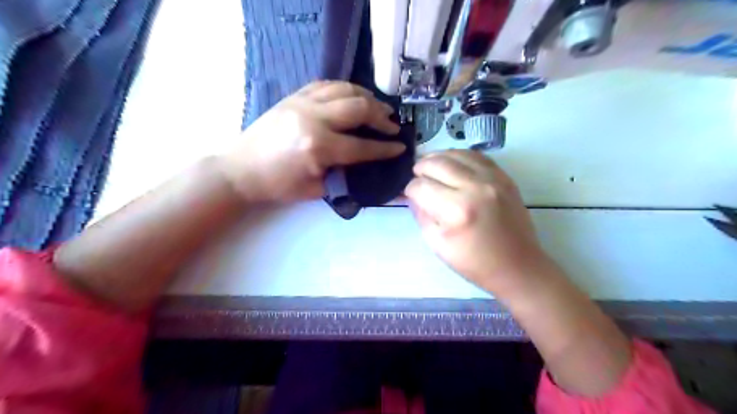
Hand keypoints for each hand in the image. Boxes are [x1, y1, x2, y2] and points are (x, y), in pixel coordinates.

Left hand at [218, 81, 401, 202]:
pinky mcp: (293, 97)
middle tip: (392, 125)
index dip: (384, 148)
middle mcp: (313, 118)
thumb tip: (364, 163)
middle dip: (381, 117)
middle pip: (358, 108)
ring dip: (367, 97)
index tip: (401, 147)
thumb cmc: (278, 186)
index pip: (362, 146)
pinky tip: (353, 96)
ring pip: (345, 89)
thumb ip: (343, 175)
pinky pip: (326, 84)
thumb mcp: (315, 190)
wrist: (240, 170)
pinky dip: (345, 89)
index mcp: (319, 147)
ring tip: (379, 107)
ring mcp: (302, 103)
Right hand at [406, 150, 549, 291]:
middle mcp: (475, 188)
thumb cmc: (474, 262)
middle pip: (437, 164)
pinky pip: (476, 156)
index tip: (411, 195)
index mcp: (456, 210)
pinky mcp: (504, 177)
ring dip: (437, 158)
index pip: (421, 187)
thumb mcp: (437, 244)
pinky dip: (459, 156)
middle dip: (420, 168)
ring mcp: (493, 179)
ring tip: (430, 166)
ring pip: (456, 154)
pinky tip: (452, 164)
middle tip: (417, 176)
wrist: (517, 266)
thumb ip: (421, 214)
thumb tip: (413, 195)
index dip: (410, 189)